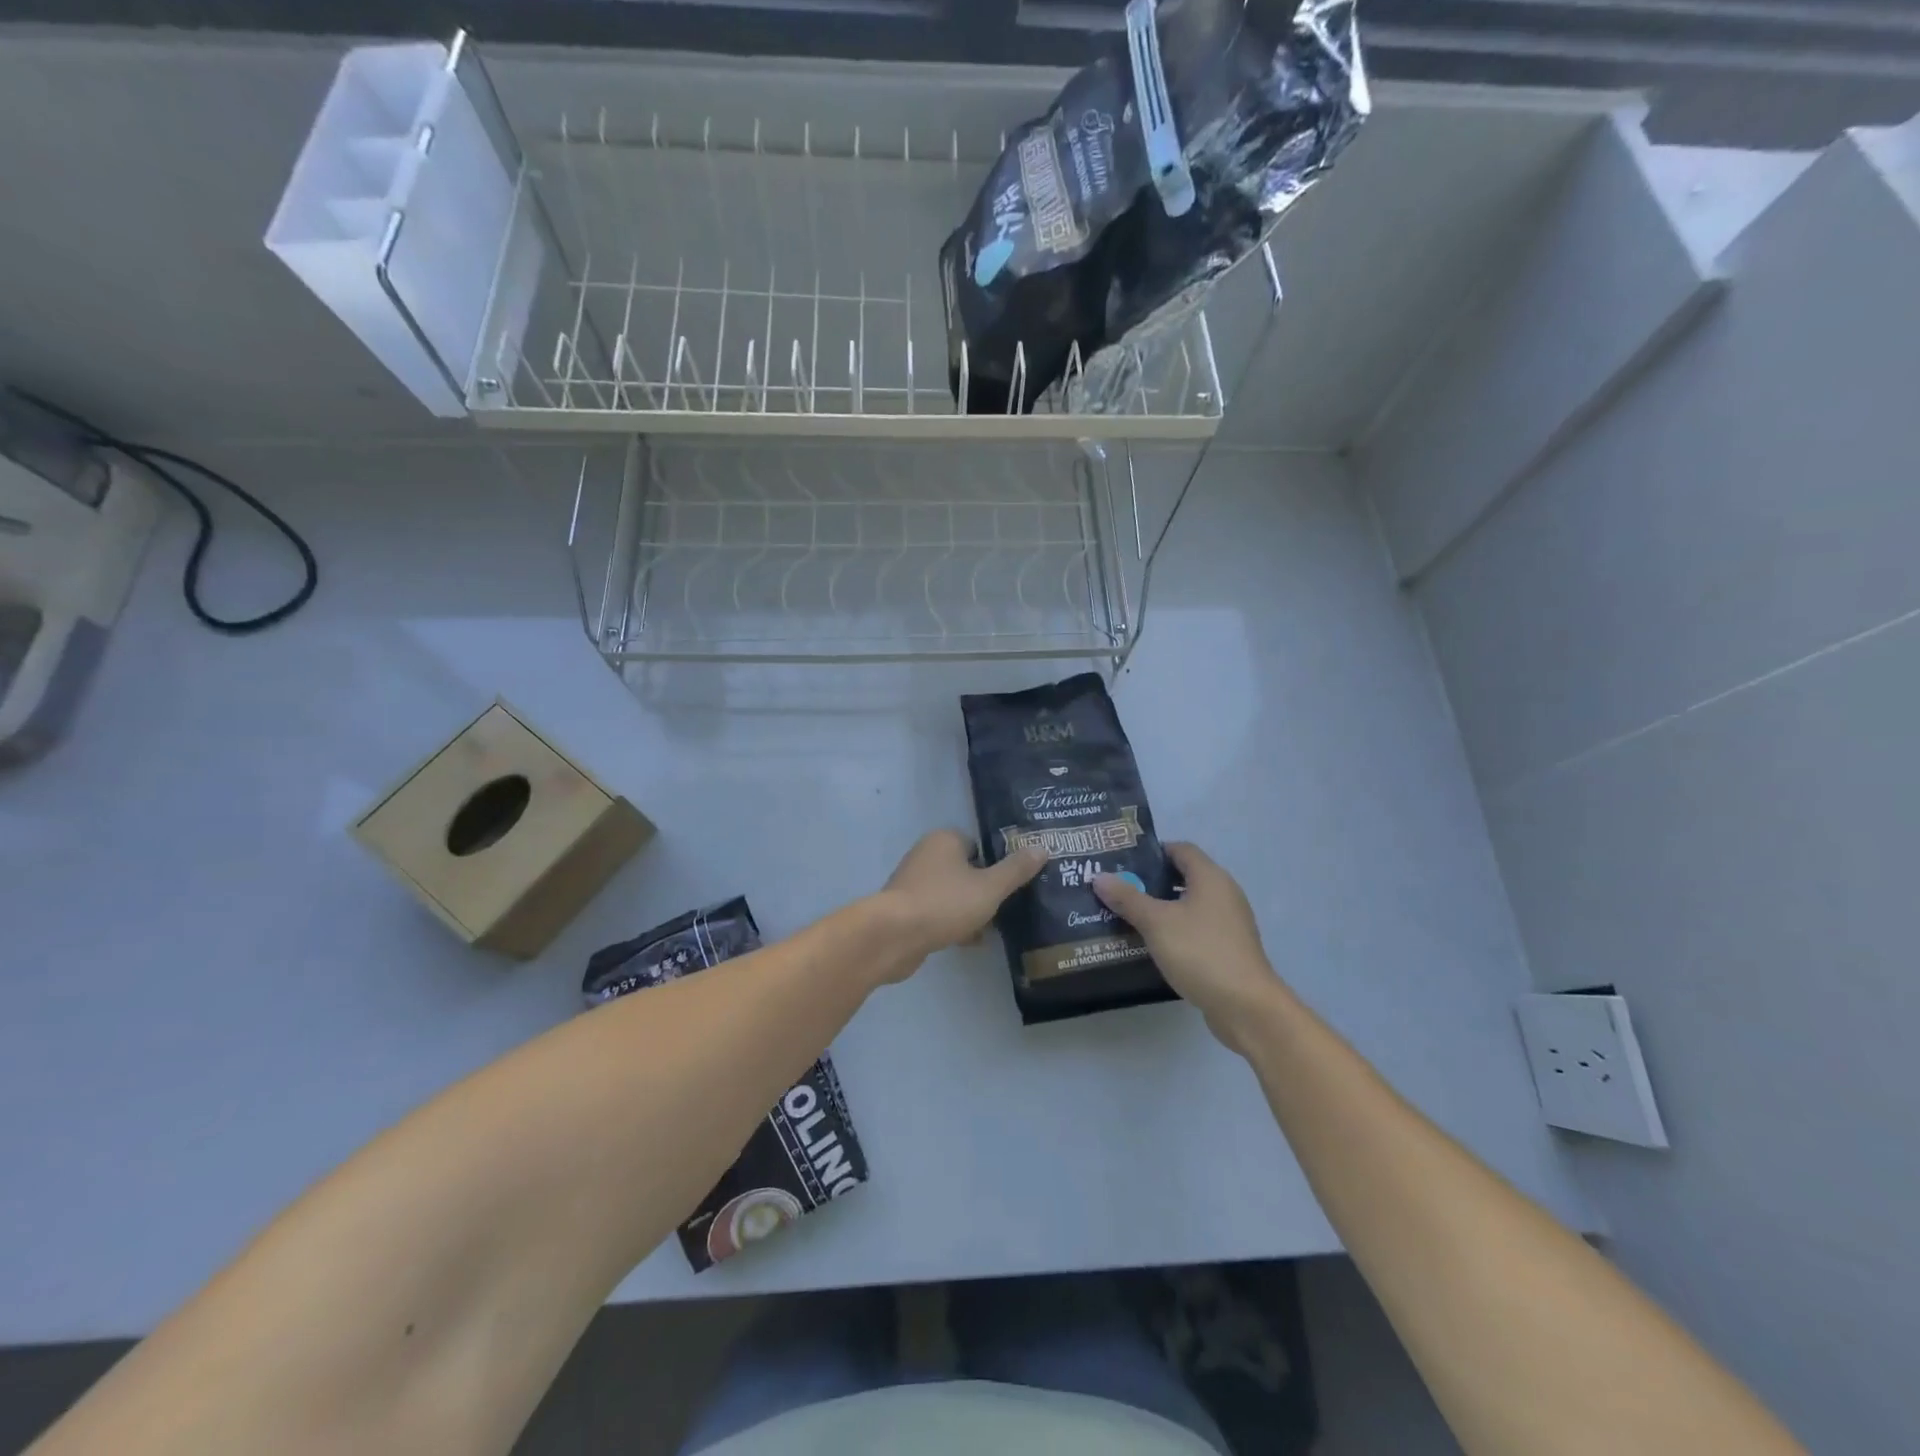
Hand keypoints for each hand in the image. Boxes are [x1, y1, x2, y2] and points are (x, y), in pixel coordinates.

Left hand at [877, 829, 1046, 970]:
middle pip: (966, 870)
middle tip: (1009, 907)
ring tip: (994, 928)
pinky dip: (954, 923)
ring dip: (971, 909)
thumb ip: (1016, 870)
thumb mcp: (990, 887)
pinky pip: (939, 912)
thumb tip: (1042, 848)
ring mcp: (913, 883)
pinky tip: (971, 942)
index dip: (998, 864)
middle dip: (985, 889)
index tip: (1015, 884)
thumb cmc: (944, 903)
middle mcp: (926, 854)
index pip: (979, 845)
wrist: (893, 936)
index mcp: (945, 839)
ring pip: (953, 893)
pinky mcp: (906, 910)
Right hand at [1093, 843, 1284, 1051]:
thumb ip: (1127, 898)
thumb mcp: (1156, 923)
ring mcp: (1228, 923)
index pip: (1180, 849)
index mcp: (1210, 878)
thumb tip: (1099, 877)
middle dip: (1150, 881)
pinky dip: (1173, 930)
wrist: (1246, 1007)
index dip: (1152, 851)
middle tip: (1117, 889)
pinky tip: (1149, 943)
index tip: (1122, 862)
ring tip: (1125, 915)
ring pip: (1188, 905)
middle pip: (1183, 876)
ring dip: (1160, 908)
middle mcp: (1224, 894)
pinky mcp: (1227, 949)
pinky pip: (1194, 928)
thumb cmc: (1201, 953)